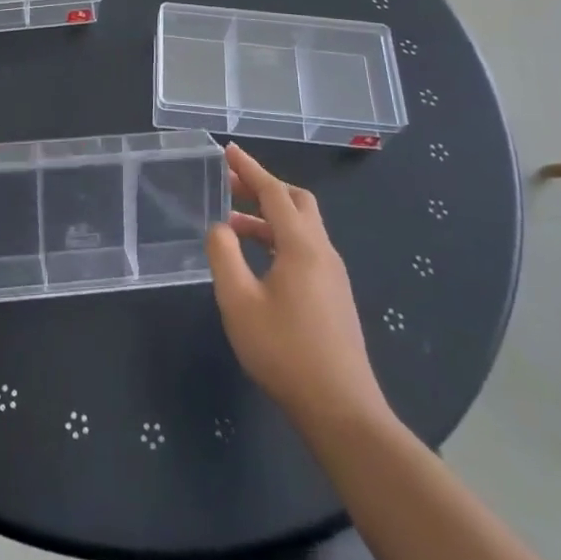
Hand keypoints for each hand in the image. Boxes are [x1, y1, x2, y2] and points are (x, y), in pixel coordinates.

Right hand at [207, 143, 389, 427]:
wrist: (340, 409)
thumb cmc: (284, 352)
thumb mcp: (239, 302)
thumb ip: (224, 256)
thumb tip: (219, 227)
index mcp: (302, 246)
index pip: (274, 192)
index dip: (250, 168)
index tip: (228, 150)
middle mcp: (323, 251)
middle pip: (296, 202)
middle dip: (263, 187)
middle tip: (230, 184)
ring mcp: (333, 274)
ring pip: (301, 227)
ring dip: (268, 217)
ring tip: (231, 225)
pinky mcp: (334, 295)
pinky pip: (305, 249)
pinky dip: (278, 239)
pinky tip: (256, 261)